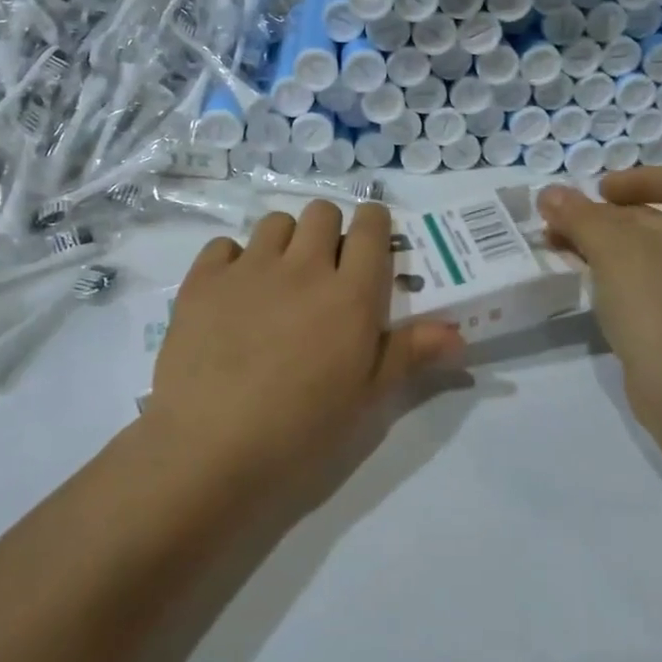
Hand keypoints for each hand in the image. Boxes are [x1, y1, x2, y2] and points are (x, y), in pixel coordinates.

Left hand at [145, 200, 462, 493]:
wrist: (210, 449)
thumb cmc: (301, 431)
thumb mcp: (367, 399)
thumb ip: (410, 354)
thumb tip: (457, 332)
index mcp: (351, 295)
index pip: (371, 227)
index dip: (374, 225)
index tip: (370, 243)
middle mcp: (303, 267)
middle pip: (322, 212)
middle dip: (329, 231)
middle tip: (323, 270)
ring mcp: (249, 269)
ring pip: (274, 222)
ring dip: (283, 242)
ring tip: (277, 282)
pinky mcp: (203, 280)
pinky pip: (223, 245)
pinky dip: (232, 260)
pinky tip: (232, 295)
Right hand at [537, 168, 661, 432]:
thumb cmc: (657, 303)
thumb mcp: (612, 248)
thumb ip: (579, 215)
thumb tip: (549, 193)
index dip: (636, 178)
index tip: (598, 191)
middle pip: (653, 216)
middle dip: (602, 214)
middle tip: (560, 219)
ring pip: (641, 251)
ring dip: (598, 242)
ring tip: (554, 244)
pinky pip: (640, 281)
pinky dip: (609, 271)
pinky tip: (577, 275)